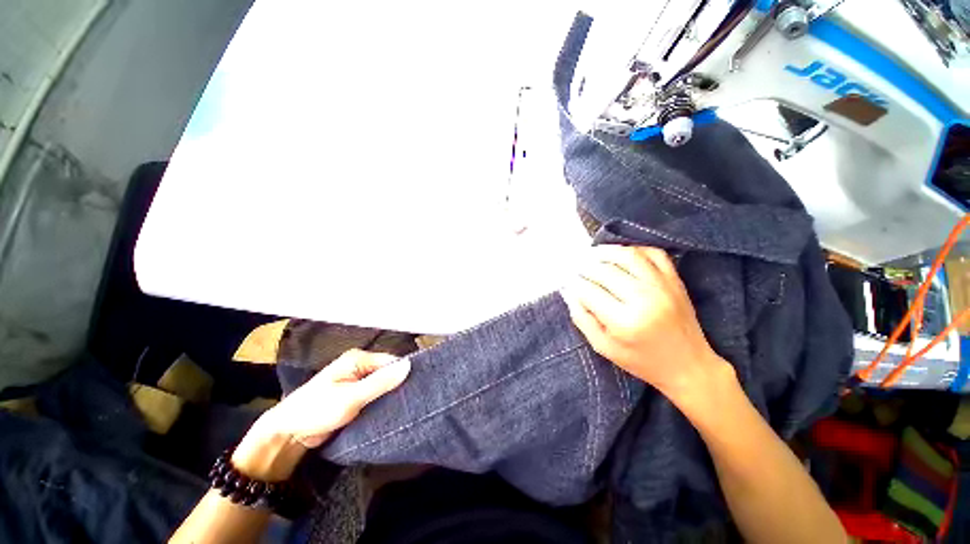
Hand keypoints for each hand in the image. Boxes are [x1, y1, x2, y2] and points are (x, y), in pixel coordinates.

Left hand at [233, 349, 410, 479]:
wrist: (288, 434)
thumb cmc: (316, 410)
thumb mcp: (351, 397)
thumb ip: (380, 382)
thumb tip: (408, 365)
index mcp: (358, 359)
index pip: (391, 361)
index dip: (404, 373)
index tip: (417, 388)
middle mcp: (359, 366)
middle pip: (387, 372)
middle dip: (398, 385)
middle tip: (412, 400)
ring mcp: (357, 381)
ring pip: (383, 385)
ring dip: (391, 395)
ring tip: (407, 406)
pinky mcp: (355, 396)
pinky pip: (375, 395)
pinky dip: (383, 402)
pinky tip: (392, 410)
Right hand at [561, 245, 732, 411]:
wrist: (689, 366)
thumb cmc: (642, 362)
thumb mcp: (604, 348)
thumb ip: (582, 319)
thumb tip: (569, 292)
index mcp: (625, 322)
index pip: (589, 291)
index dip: (573, 283)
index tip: (566, 280)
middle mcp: (644, 299)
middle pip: (605, 271)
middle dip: (584, 267)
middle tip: (575, 268)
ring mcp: (663, 286)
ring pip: (628, 255)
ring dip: (605, 252)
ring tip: (591, 255)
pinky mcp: (675, 281)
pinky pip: (654, 253)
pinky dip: (635, 249)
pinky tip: (621, 255)